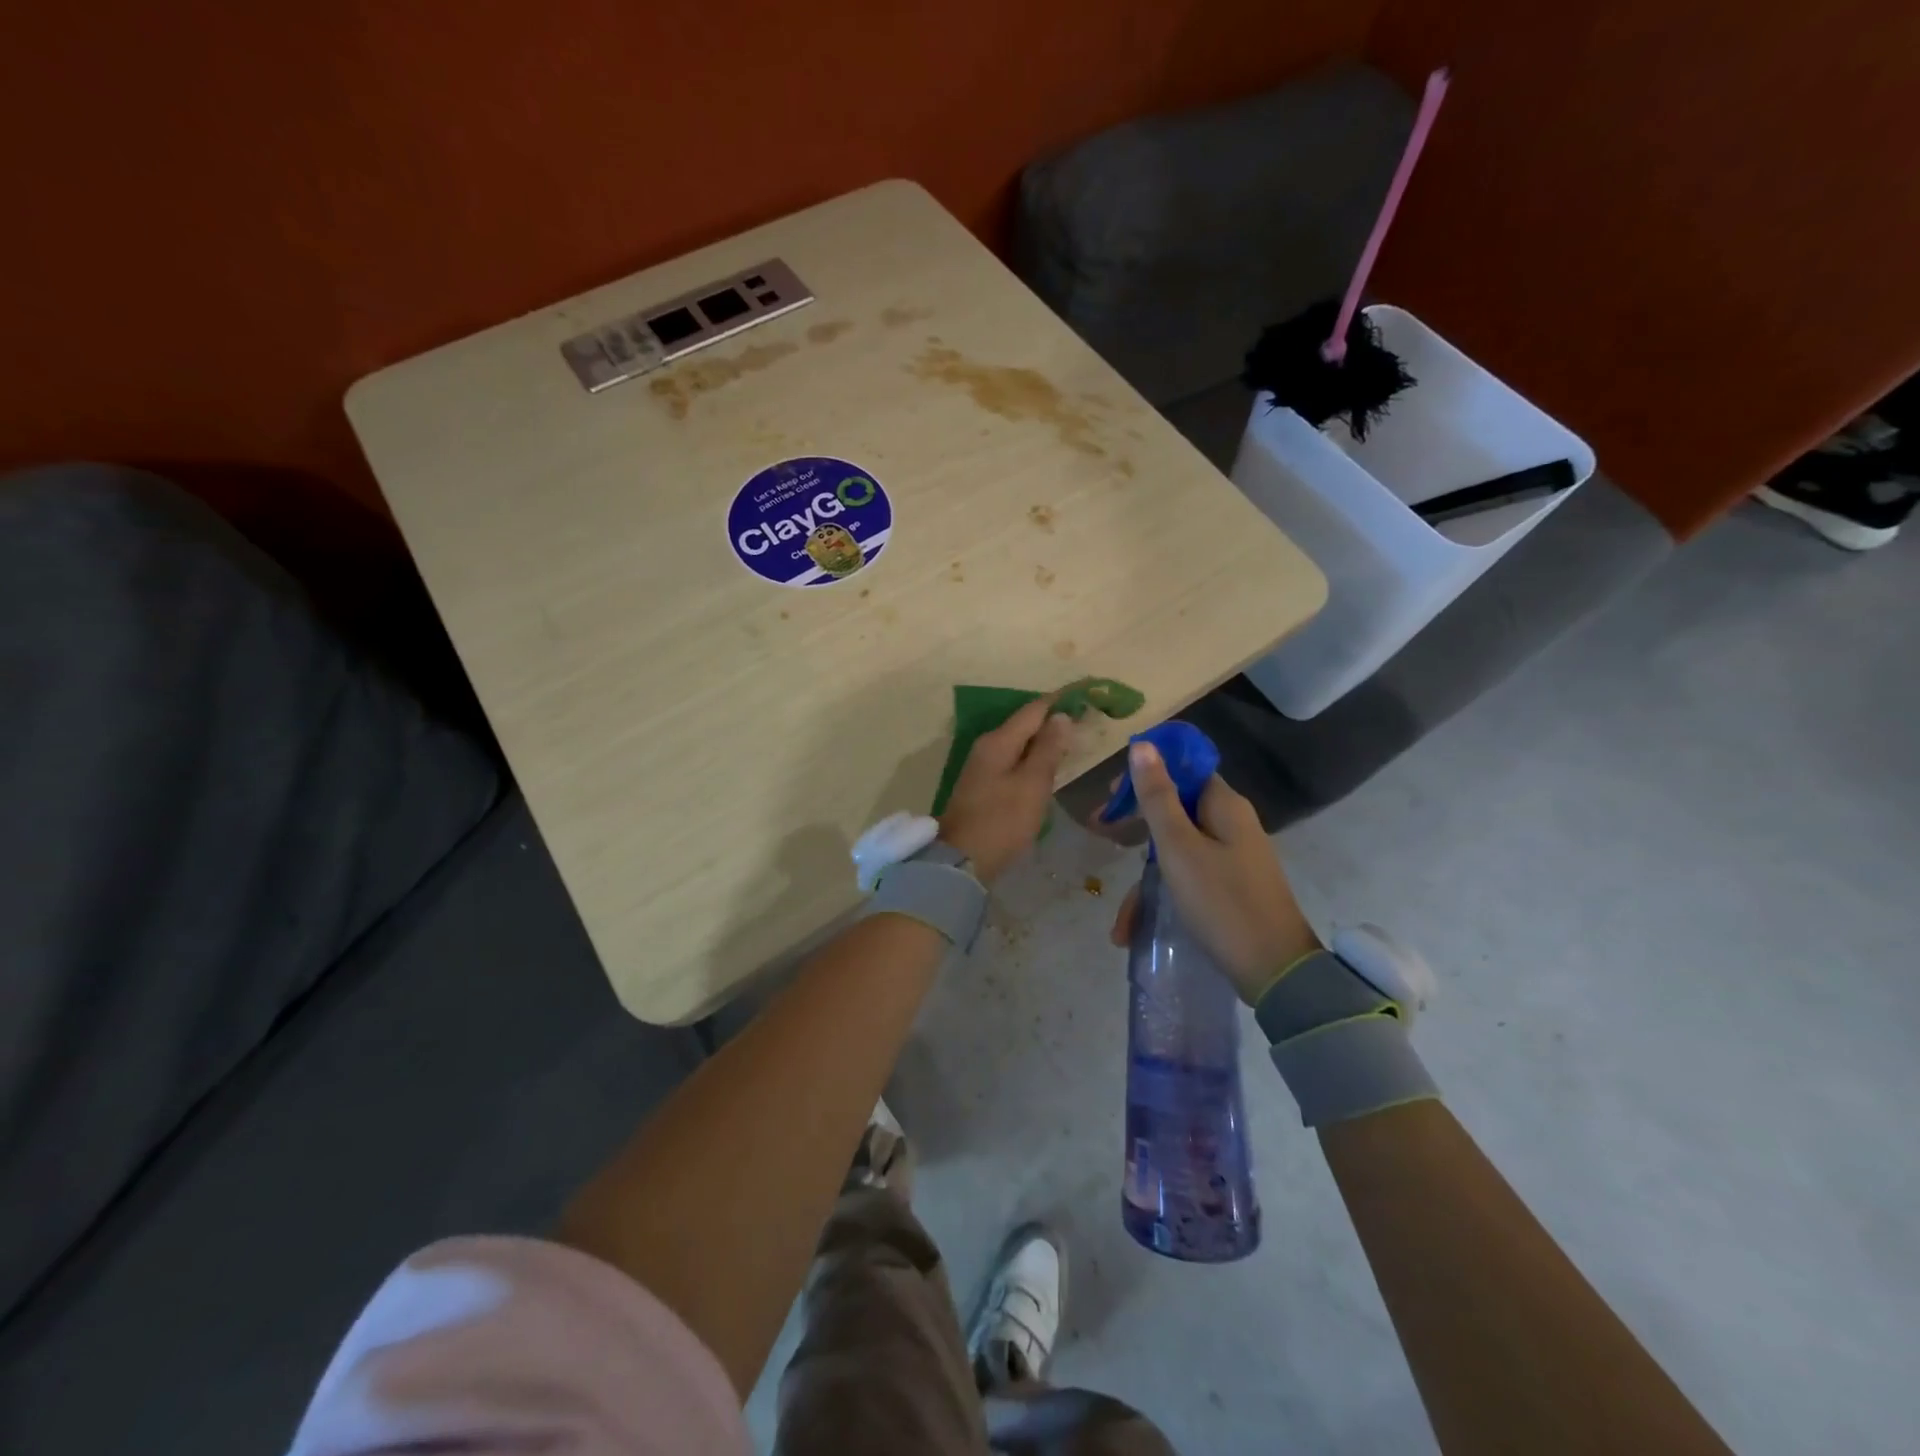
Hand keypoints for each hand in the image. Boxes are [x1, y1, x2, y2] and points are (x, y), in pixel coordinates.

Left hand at [939, 696, 1077, 883]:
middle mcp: (987, 747)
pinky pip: (1012, 762)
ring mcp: (982, 767)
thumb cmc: (1002, 820)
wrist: (962, 860)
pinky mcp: (982, 787)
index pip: (1033, 710)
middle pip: (1024, 725)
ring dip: (1043, 741)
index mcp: (998, 741)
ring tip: (1072, 742)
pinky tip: (1046, 768)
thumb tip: (1061, 716)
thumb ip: (1048, 749)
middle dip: (1052, 721)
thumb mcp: (1032, 784)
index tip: (1085, 695)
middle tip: (1085, 721)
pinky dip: (1032, 760)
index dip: (1059, 701)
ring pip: (1018, 744)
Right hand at [1104, 740, 1319, 1002]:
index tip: (1111, 794)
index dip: (1145, 775)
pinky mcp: (1230, 887)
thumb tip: (1142, 744)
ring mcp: (1232, 858)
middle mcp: (1231, 824)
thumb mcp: (1179, 847)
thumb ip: (1157, 797)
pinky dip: (1162, 897)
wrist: (1275, 971)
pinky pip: (1187, 879)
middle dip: (1135, 825)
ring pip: (1176, 851)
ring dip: (1143, 880)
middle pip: (1175, 809)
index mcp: (1224, 806)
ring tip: (1120, 920)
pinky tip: (1135, 931)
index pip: (1183, 770)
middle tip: (1101, 833)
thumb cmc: (1222, 901)